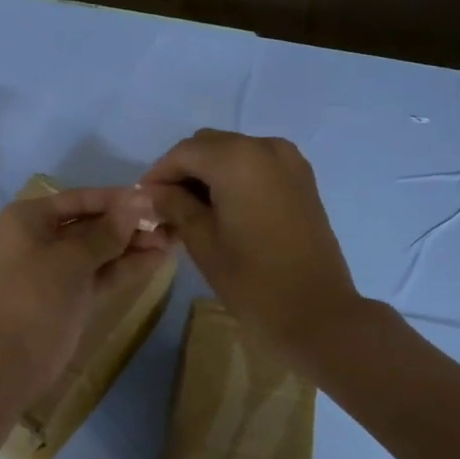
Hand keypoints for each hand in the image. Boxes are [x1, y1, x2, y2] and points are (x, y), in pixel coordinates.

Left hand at [0, 185, 169, 404]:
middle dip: (129, 223)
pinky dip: (127, 266)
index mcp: (30, 218)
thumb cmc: (36, 297)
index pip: (81, 199)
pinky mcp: (72, 294)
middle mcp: (42, 237)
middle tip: (171, 222)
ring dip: (133, 244)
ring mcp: (58, 268)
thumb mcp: (73, 259)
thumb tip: (141, 200)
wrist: (12, 362)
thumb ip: (109, 231)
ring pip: (101, 249)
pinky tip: (159, 258)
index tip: (155, 198)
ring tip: (175, 238)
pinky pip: (103, 272)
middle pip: (92, 223)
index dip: (118, 199)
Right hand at [142, 129, 362, 366]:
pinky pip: (258, 164)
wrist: (316, 313)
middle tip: (164, 206)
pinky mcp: (303, 180)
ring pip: (234, 152)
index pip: (183, 153)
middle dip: (183, 170)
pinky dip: (235, 177)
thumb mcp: (202, 241)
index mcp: (237, 158)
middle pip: (209, 146)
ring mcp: (289, 161)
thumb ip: (174, 206)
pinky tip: (223, 208)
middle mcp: (265, 147)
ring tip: (191, 210)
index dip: (158, 174)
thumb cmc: (251, 279)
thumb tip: (152, 192)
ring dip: (209, 173)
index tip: (142, 200)